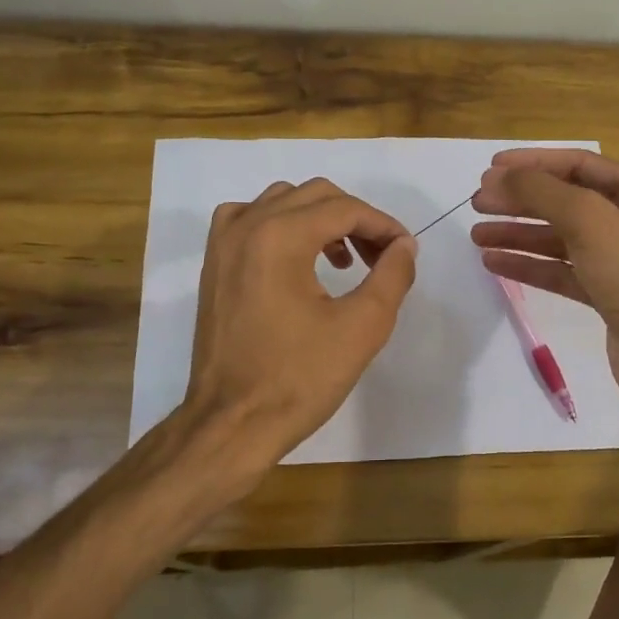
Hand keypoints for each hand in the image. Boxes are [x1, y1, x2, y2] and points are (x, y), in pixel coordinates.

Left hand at [181, 177, 416, 475]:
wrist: (232, 423)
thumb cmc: (299, 378)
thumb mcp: (363, 327)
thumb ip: (392, 276)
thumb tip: (404, 246)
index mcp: (280, 236)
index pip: (345, 208)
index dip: (383, 226)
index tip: (406, 252)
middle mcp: (246, 225)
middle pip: (315, 195)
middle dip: (356, 220)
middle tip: (381, 258)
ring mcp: (222, 243)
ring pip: (282, 202)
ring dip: (320, 220)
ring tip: (344, 261)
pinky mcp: (213, 265)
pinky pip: (252, 221)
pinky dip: (283, 227)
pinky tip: (299, 262)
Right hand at [469, 149, 618, 412]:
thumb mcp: (589, 220)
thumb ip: (541, 192)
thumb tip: (498, 177)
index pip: (580, 164)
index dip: (533, 163)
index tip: (490, 170)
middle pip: (567, 200)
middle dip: (521, 201)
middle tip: (477, 204)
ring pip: (561, 238)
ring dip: (519, 234)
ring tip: (477, 235)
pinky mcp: (608, 293)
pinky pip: (562, 270)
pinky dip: (530, 265)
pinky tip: (494, 263)